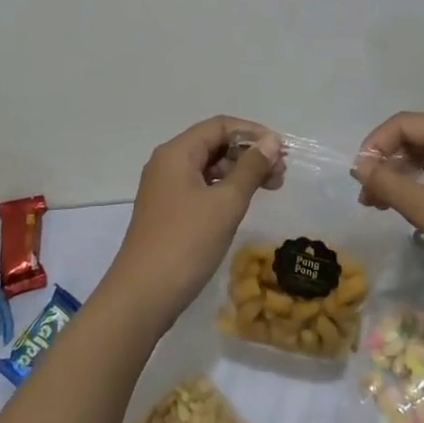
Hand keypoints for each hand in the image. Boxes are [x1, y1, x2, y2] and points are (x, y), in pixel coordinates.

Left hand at [104, 117, 282, 332]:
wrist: (142, 297)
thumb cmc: (186, 243)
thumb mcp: (226, 203)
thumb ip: (251, 168)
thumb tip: (271, 141)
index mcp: (177, 153)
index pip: (219, 126)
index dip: (253, 133)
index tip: (281, 151)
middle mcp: (168, 164)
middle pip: (214, 144)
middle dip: (249, 154)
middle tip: (280, 174)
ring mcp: (166, 189)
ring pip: (209, 167)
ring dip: (240, 173)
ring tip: (271, 188)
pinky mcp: (169, 212)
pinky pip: (202, 188)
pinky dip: (226, 190)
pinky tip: (244, 204)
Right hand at [351, 113, 423, 292]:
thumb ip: (389, 184)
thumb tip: (359, 166)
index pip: (404, 124)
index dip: (375, 146)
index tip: (359, 178)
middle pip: (417, 137)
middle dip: (388, 163)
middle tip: (368, 197)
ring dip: (404, 176)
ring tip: (383, 206)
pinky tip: (416, 210)